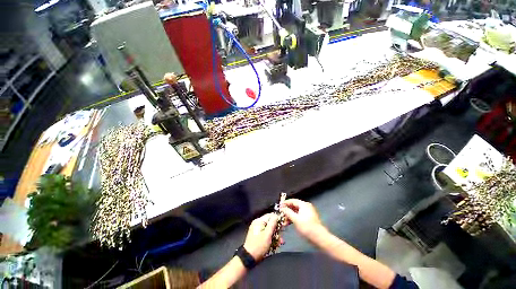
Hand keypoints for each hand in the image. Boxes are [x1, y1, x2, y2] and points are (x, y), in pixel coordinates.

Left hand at [243, 213, 278, 260]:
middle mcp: (258, 225)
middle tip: (282, 235)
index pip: (271, 215)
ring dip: (277, 236)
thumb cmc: (259, 245)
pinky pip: (269, 235)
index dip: (279, 218)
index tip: (286, 223)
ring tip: (280, 242)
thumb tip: (277, 215)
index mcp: (258, 222)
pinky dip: (273, 239)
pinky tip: (277, 244)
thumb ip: (272, 224)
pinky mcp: (260, 237)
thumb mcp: (267, 234)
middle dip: (278, 229)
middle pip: (272, 223)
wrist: (250, 256)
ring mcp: (258, 231)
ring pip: (271, 230)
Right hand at [280, 199, 322, 239]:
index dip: (285, 203)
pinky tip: (288, 224)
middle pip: (294, 206)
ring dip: (289, 216)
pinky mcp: (308, 219)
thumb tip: (282, 208)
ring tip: (284, 222)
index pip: (293, 201)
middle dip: (287, 211)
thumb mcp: (295, 219)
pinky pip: (299, 216)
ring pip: (296, 212)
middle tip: (280, 215)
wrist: (317, 235)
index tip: (278, 206)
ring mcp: (308, 213)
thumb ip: (288, 212)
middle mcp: (306, 207)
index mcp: (304, 205)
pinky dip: (293, 219)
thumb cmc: (306, 226)